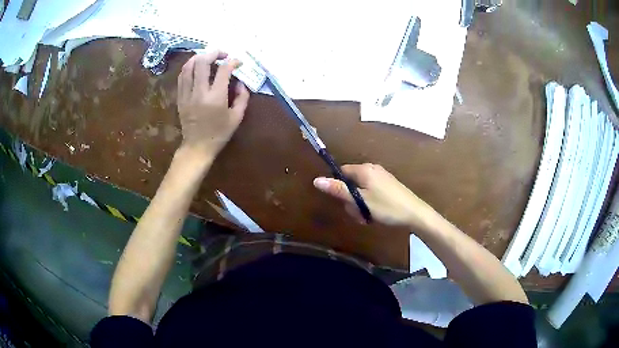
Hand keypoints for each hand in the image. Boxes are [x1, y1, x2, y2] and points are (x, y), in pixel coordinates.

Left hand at [176, 51, 249, 160]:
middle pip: (202, 62)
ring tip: (208, 58)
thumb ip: (242, 97)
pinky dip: (189, 67)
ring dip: (200, 57)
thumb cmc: (219, 134)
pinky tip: (196, 67)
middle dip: (214, 53)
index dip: (233, 62)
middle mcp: (199, 92)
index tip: (238, 62)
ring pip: (189, 66)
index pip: (223, 70)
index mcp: (216, 98)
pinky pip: (182, 76)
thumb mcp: (237, 117)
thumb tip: (240, 81)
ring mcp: (187, 94)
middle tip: (222, 55)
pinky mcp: (180, 97)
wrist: (197, 147)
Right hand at [313, 163, 437, 229]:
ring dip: (360, 205)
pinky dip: (369, 203)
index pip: (341, 172)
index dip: (338, 187)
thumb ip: (339, 190)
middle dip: (351, 200)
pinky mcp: (388, 185)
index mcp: (364, 169)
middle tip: (358, 214)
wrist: (414, 213)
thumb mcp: (360, 201)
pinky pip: (371, 192)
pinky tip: (375, 215)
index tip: (343, 202)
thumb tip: (316, 180)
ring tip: (368, 218)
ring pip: (361, 190)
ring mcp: (381, 177)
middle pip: (351, 182)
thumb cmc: (386, 207)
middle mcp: (372, 169)